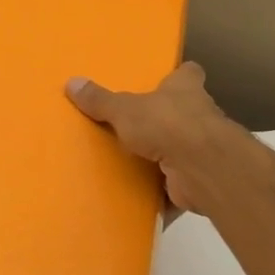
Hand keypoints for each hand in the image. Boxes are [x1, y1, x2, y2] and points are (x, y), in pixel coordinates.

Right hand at [66, 62, 244, 217]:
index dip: (179, 75)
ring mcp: (202, 149)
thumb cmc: (167, 124)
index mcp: (185, 89)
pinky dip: (163, 194)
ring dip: (164, 158)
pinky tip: (141, 200)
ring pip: (182, 150)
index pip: (189, 73)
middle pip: (184, 112)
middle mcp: (199, 115)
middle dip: (165, 119)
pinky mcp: (199, 179)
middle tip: (135, 126)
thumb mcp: (124, 109)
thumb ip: (100, 100)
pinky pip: (178, 185)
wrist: (201, 168)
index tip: (165, 79)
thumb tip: (71, 82)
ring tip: (132, 165)